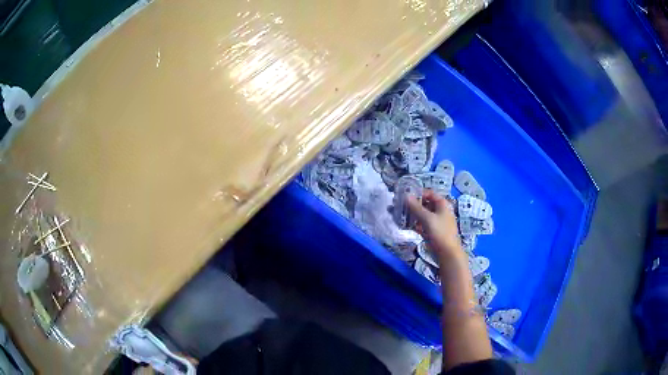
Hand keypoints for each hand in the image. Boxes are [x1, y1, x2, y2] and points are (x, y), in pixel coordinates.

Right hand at [406, 190, 461, 258]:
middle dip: (414, 205)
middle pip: (426, 204)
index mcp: (442, 204)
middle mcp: (441, 211)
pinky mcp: (434, 231)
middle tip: (401, 207)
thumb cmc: (440, 232)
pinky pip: (423, 225)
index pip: (430, 193)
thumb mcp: (427, 218)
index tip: (406, 197)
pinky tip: (407, 226)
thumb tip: (406, 196)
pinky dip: (416, 224)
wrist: (448, 253)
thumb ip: (416, 207)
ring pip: (424, 215)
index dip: (418, 194)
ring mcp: (437, 222)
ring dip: (414, 215)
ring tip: (402, 217)